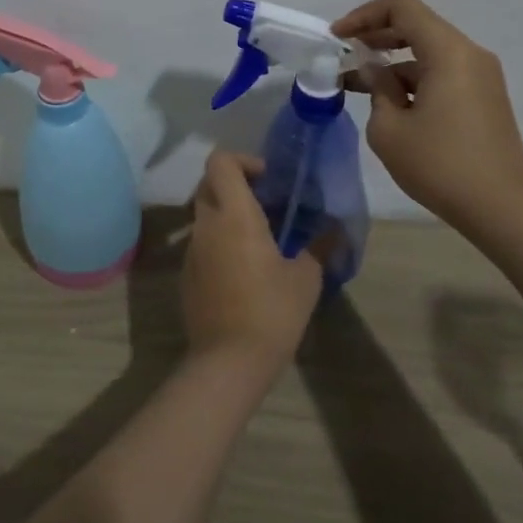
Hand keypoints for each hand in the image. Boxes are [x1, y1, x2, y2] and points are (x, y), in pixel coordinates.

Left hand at [182, 151, 323, 371]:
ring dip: (228, 216)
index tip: (267, 179)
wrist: (229, 361)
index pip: (220, 162)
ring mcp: (192, 251)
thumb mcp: (306, 279)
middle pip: (209, 184)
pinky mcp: (187, 275)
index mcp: (234, 215)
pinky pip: (202, 245)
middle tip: (265, 204)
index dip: (242, 160)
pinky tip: (245, 270)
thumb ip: (318, 247)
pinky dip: (220, 243)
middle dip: (235, 186)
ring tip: (261, 239)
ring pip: (205, 216)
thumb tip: (335, 231)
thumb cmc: (272, 311)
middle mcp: (206, 225)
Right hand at [334, 0, 522, 232]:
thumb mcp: (390, 129)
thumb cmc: (441, 165)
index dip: (364, 15)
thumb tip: (375, 72)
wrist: (503, 208)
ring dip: (392, 63)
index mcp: (448, 52)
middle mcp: (469, 54)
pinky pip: (442, 73)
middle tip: (344, 56)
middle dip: (376, 37)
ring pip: (428, 53)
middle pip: (417, 26)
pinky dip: (412, 80)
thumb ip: (377, 89)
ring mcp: (481, 76)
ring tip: (358, 87)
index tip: (338, 38)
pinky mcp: (483, 98)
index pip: (402, 8)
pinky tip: (390, 105)